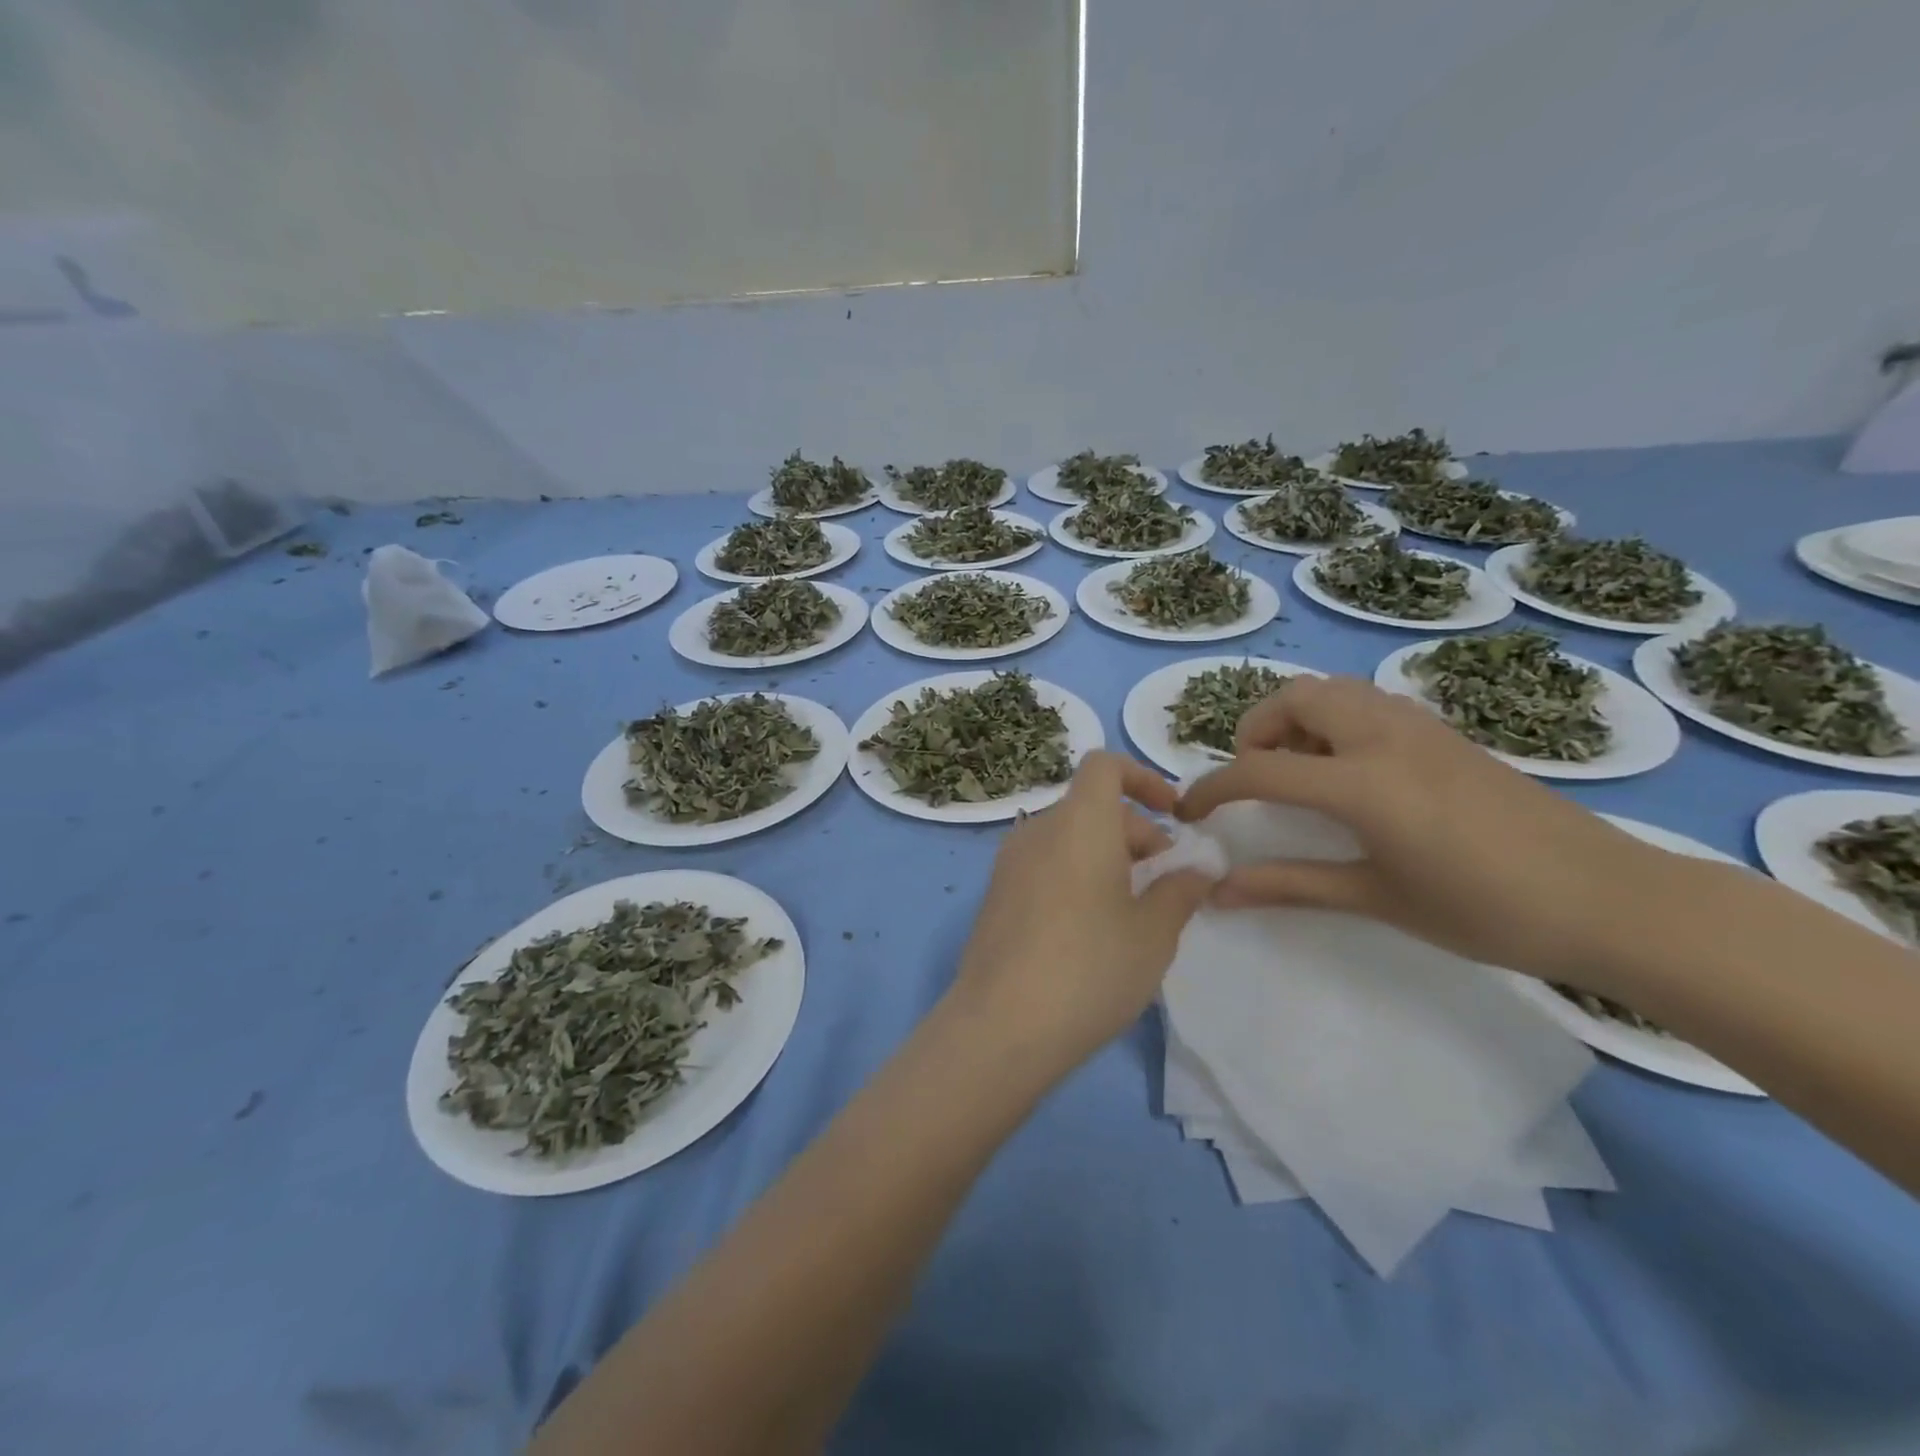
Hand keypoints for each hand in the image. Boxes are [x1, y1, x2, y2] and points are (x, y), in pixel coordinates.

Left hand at [950, 751, 1213, 1070]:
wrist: (1001, 1025)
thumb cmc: (1090, 968)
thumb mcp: (1153, 933)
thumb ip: (1179, 890)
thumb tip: (1197, 869)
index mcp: (1079, 822)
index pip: (1104, 765)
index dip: (1143, 777)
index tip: (1173, 815)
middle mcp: (1038, 830)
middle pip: (1090, 807)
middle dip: (1135, 832)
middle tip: (1166, 881)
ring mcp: (1009, 863)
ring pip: (1067, 838)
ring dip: (1106, 857)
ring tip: (1134, 910)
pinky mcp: (996, 895)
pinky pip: (1045, 864)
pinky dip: (1075, 874)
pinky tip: (1092, 929)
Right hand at [1177, 675, 1668, 988]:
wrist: (1609, 899)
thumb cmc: (1486, 910)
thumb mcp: (1377, 898)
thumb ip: (1290, 885)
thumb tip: (1219, 894)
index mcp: (1363, 781)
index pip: (1260, 769)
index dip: (1214, 788)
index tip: (1190, 810)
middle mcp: (1383, 735)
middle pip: (1292, 699)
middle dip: (1256, 731)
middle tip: (1257, 778)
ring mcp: (1418, 725)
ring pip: (1332, 691)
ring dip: (1297, 719)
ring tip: (1302, 773)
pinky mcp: (1444, 731)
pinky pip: (1367, 702)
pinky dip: (1335, 720)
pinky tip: (1353, 773)